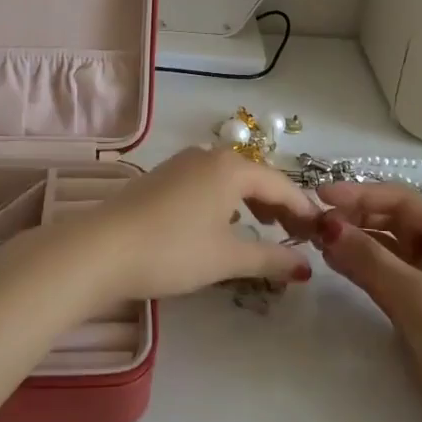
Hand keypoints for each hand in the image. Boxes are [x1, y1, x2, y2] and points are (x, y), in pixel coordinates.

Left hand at [60, 148, 322, 303]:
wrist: (101, 248)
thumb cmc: (172, 250)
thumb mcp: (226, 258)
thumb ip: (269, 258)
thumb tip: (305, 267)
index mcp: (231, 168)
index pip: (280, 184)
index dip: (302, 209)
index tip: (319, 232)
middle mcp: (209, 155)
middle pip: (256, 176)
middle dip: (278, 204)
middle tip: (295, 234)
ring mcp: (182, 163)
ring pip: (230, 178)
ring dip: (252, 201)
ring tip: (264, 228)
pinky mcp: (162, 176)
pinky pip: (208, 182)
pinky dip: (226, 200)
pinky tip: (222, 222)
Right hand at [314, 183, 421, 421]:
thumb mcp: (414, 297)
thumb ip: (368, 258)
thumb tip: (326, 225)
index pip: (401, 200)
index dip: (359, 193)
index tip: (319, 195)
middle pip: (393, 221)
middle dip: (354, 218)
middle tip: (312, 221)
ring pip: (387, 249)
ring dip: (355, 242)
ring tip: (316, 239)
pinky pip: (387, 275)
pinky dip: (362, 267)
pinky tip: (336, 263)